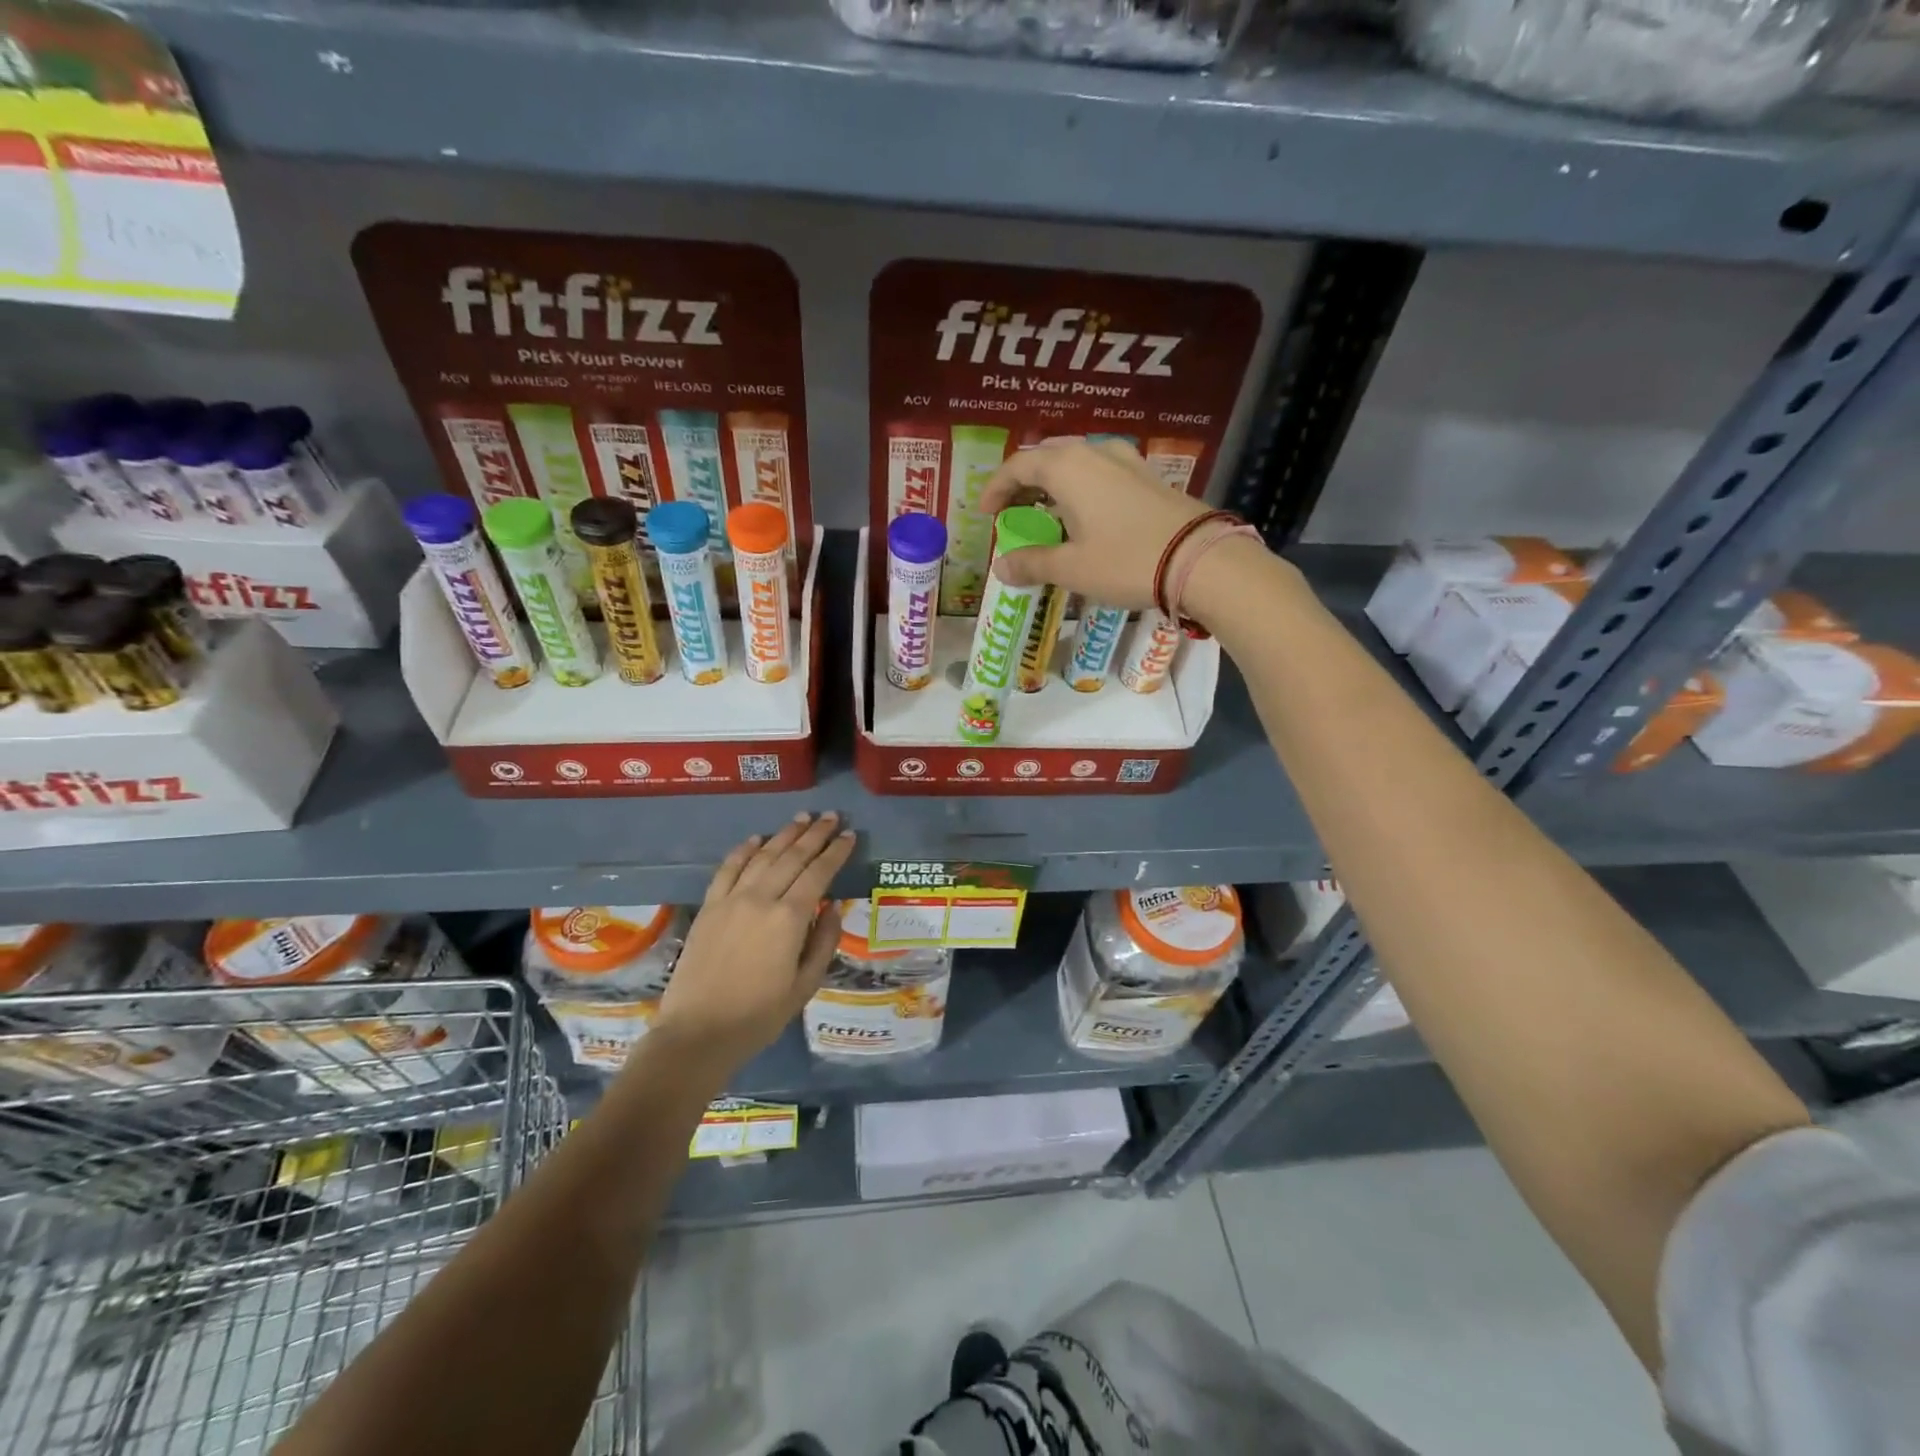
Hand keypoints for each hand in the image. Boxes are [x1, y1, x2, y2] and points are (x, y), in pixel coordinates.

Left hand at [652, 813, 855, 1069]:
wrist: (698, 1032)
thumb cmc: (759, 1016)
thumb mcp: (805, 986)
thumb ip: (823, 943)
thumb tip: (832, 910)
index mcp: (790, 919)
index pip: (818, 873)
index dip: (836, 852)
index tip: (849, 835)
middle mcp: (761, 899)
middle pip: (792, 856)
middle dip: (814, 834)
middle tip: (830, 816)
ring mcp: (731, 900)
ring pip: (762, 856)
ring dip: (784, 835)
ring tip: (802, 819)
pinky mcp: (709, 907)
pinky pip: (728, 869)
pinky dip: (743, 850)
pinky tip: (756, 839)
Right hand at [978, 438, 1209, 608]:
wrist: (1200, 560)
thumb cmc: (1126, 560)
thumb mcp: (1072, 568)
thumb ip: (1032, 563)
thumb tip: (1000, 567)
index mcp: (1067, 467)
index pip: (1018, 466)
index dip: (996, 488)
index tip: (986, 513)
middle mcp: (1094, 452)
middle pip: (1047, 458)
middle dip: (1024, 484)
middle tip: (1014, 513)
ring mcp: (1126, 460)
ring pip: (1077, 463)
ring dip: (1054, 486)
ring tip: (1047, 515)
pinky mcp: (1147, 477)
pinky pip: (1101, 473)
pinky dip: (1081, 489)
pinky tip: (1086, 517)